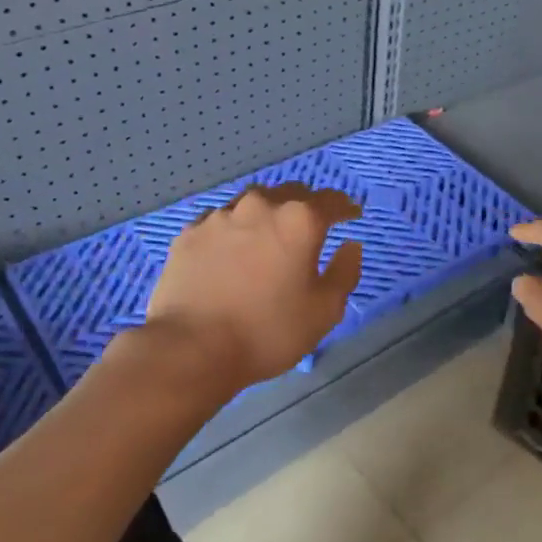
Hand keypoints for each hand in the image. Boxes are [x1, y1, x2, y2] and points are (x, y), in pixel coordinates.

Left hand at [145, 182, 363, 390]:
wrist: (191, 348)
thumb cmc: (268, 331)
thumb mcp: (324, 311)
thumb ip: (345, 272)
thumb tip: (350, 246)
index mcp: (300, 220)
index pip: (331, 200)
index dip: (345, 207)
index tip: (352, 215)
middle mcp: (261, 206)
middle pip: (292, 193)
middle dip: (306, 205)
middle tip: (311, 226)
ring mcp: (221, 216)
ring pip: (253, 201)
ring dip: (268, 212)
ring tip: (269, 234)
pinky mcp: (190, 233)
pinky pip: (221, 221)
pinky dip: (234, 229)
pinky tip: (232, 248)